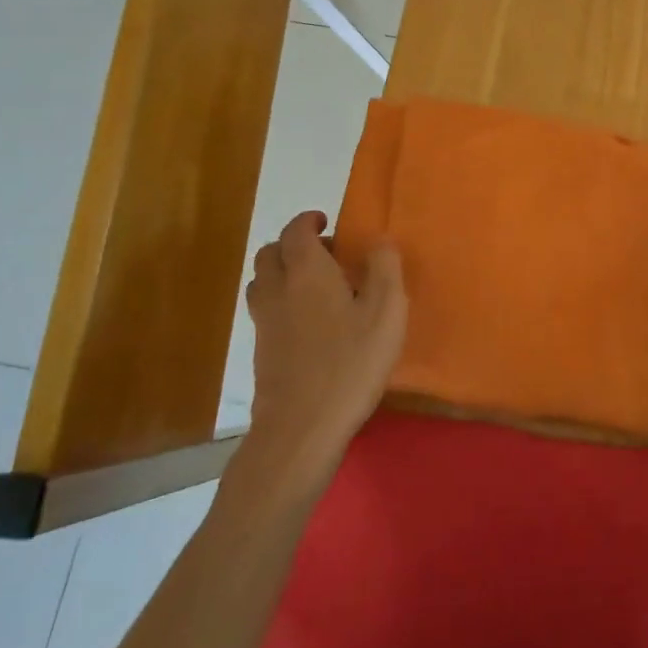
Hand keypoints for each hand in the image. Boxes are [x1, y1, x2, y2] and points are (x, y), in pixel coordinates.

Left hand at [236, 210, 406, 498]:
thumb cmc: (351, 363)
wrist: (302, 427)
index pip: (296, 231)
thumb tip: (379, 241)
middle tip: (325, 254)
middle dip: (292, 245)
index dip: (308, 221)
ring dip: (282, 273)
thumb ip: (385, 269)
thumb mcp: (386, 312)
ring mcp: (264, 322)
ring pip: (262, 281)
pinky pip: (265, 310)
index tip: (326, 222)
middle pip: (270, 253)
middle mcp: (278, 290)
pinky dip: (281, 302)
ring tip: (314, 286)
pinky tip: (309, 323)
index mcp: (307, 272)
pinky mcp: (261, 351)